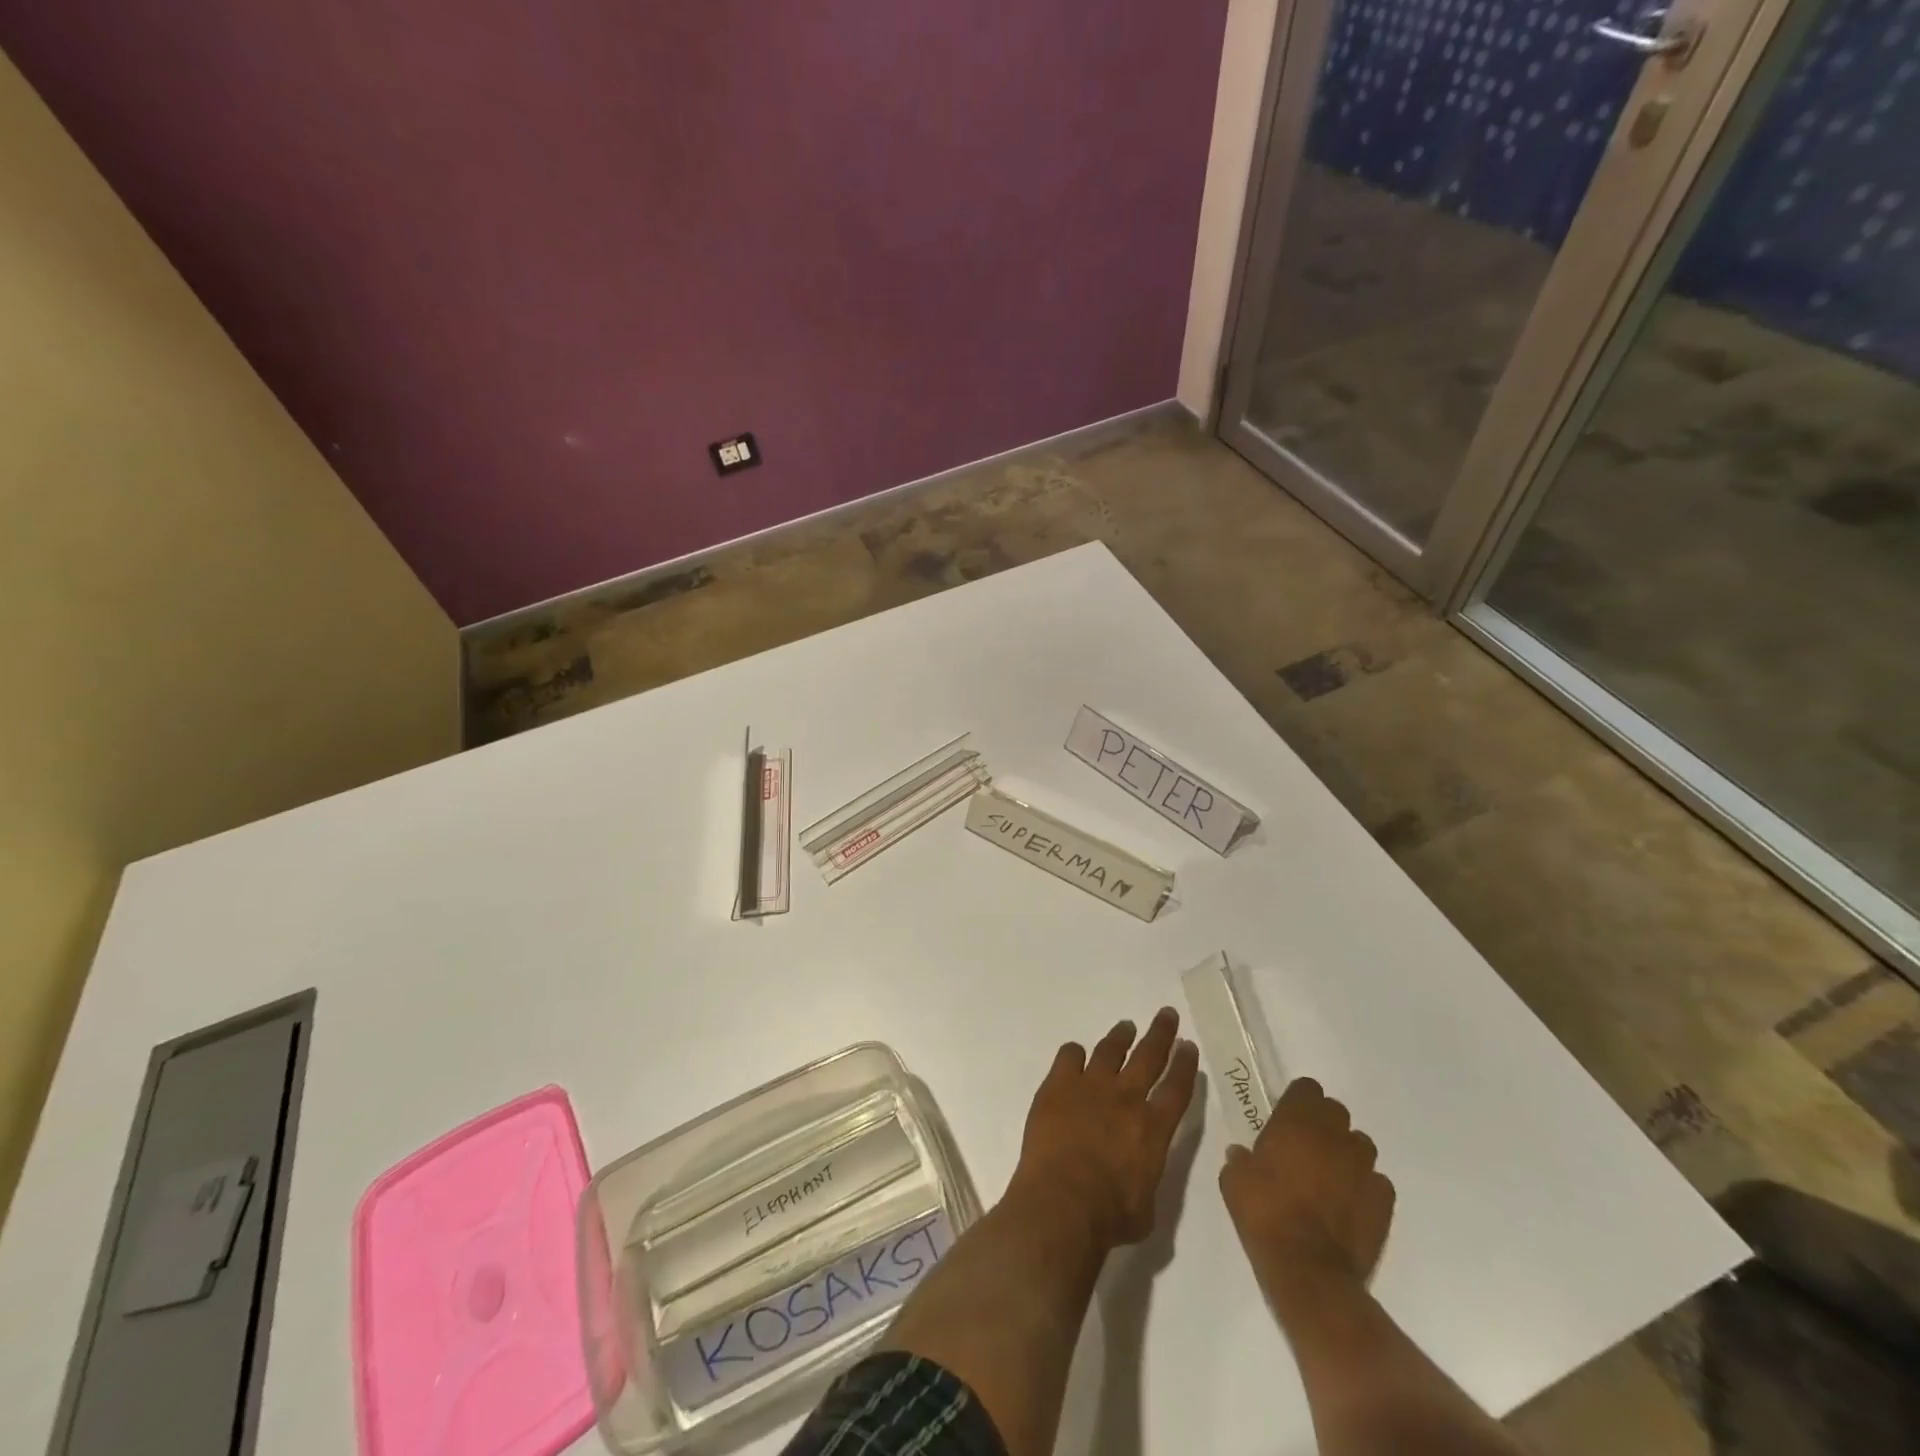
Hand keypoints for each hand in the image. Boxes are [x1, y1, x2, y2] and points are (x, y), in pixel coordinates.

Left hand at [1008, 1007, 1199, 1249]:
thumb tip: (1140, 1170)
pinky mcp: (1059, 1084)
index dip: (1185, 1065)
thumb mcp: (1147, 1207)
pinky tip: (1075, 1055)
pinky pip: (1069, 1056)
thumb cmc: (1109, 1216)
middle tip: (1167, 1014)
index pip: (1177, 1088)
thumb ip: (1147, 1177)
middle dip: (1161, 1033)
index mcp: (1154, 1128)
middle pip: (1149, 1056)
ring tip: (1126, 1027)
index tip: (1188, 1046)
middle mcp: (1126, 1097)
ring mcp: (1091, 1085)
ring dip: (1121, 1037)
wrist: (1062, 1202)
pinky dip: (1075, 1054)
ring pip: (1110, 1049)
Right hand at [1220, 1077, 1395, 1292]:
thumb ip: (1241, 1159)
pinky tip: (1349, 1203)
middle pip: (1336, 1111)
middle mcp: (1334, 1135)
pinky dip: (1364, 1186)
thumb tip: (1243, 1155)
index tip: (1287, 1117)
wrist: (1308, 1269)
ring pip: (1360, 1144)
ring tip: (1331, 1175)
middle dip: (1323, 1123)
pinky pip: (1376, 1181)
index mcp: (1296, 1121)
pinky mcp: (1383, 1200)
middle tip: (1306, 1146)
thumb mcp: (1234, 1180)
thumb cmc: (1265, 1214)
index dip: (1298, 1100)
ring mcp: (1363, 1167)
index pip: (1307, 1088)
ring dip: (1346, 1152)